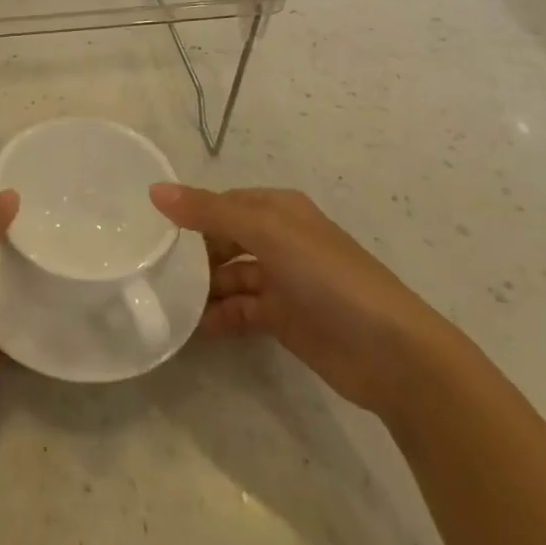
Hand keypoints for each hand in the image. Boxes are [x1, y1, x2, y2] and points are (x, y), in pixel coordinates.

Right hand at [150, 184, 456, 417]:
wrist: (393, 354)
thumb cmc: (329, 277)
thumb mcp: (267, 233)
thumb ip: (209, 212)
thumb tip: (154, 190)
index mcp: (279, 210)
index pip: (223, 203)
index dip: (191, 212)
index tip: (152, 229)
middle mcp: (279, 240)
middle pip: (223, 239)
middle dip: (193, 253)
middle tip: (153, 268)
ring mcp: (283, 281)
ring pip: (230, 276)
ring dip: (203, 288)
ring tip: (167, 301)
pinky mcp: (285, 319)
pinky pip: (241, 311)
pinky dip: (220, 316)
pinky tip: (196, 328)